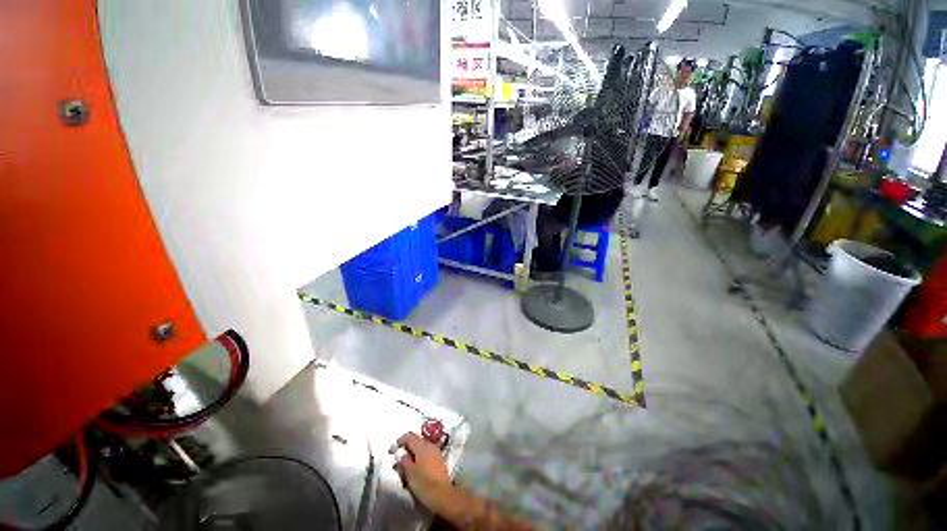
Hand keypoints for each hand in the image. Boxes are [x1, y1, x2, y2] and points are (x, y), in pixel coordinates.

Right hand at [393, 432, 451, 511]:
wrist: (442, 494)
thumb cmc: (423, 483)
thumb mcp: (409, 472)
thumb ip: (403, 460)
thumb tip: (400, 453)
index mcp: (422, 445)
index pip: (409, 436)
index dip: (399, 441)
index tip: (392, 451)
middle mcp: (430, 444)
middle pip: (416, 441)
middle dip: (406, 449)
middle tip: (398, 461)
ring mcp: (436, 452)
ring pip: (421, 449)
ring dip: (413, 455)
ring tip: (405, 468)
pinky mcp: (439, 460)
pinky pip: (426, 455)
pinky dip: (419, 459)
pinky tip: (415, 470)